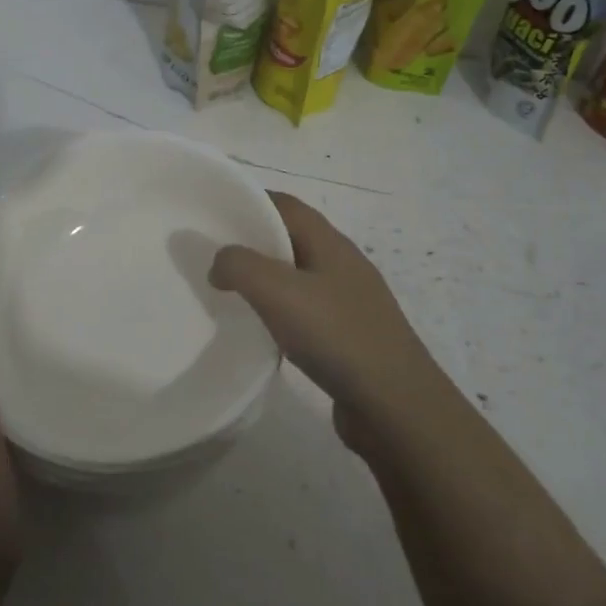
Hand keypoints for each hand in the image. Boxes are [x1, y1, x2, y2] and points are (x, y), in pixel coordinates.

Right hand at [210, 192, 447, 448]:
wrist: (395, 405)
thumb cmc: (337, 337)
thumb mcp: (278, 292)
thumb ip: (240, 266)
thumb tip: (220, 262)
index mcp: (330, 243)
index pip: (285, 205)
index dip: (249, 200)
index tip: (212, 213)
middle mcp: (343, 265)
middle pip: (291, 238)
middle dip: (252, 241)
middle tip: (211, 256)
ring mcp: (349, 302)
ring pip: (298, 277)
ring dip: (265, 279)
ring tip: (228, 293)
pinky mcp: (349, 337)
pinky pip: (306, 311)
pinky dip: (280, 312)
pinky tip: (262, 332)